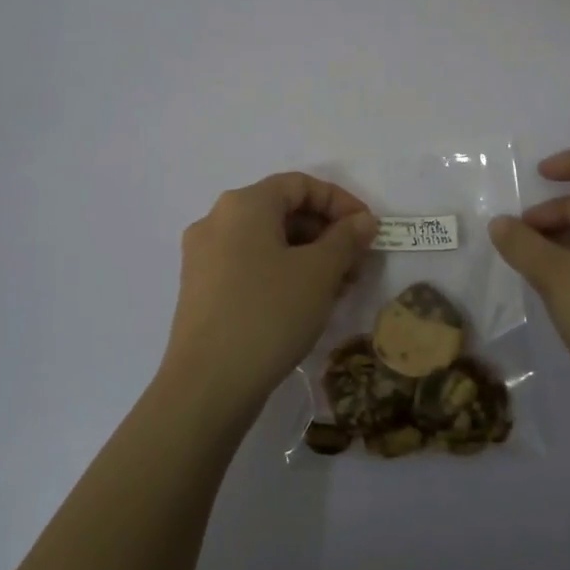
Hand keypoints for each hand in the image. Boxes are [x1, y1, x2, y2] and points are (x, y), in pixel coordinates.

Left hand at [161, 172, 379, 421]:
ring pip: (268, 241)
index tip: (368, 230)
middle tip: (357, 264)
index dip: (340, 202)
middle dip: (326, 233)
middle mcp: (217, 220)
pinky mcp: (201, 289)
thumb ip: (346, 239)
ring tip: (338, 289)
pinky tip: (306, 303)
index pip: (300, 184)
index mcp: (243, 204)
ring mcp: (204, 256)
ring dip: (309, 256)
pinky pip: (250, 265)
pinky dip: (283, 273)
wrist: (208, 385)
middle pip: (282, 211)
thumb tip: (363, 221)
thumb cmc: (269, 314)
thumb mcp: (319, 273)